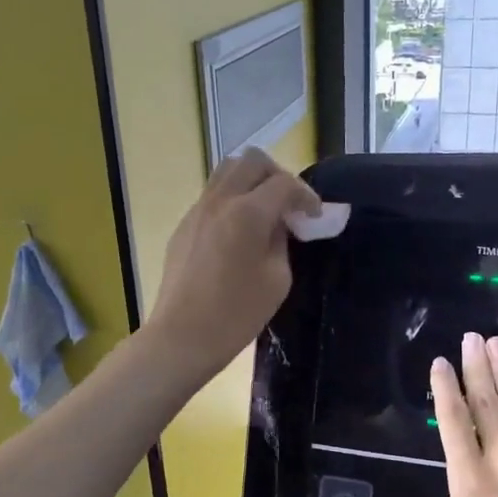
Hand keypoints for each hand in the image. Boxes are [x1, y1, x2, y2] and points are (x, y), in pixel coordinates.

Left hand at [147, 148, 320, 382]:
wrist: (182, 336)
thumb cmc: (236, 314)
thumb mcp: (277, 279)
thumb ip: (282, 241)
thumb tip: (279, 224)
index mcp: (248, 212)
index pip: (284, 183)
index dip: (306, 195)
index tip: (315, 216)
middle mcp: (220, 200)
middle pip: (252, 160)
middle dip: (277, 175)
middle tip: (289, 204)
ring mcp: (197, 210)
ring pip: (227, 171)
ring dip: (251, 182)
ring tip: (264, 211)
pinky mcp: (184, 225)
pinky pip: (212, 195)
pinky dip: (232, 199)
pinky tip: (239, 232)